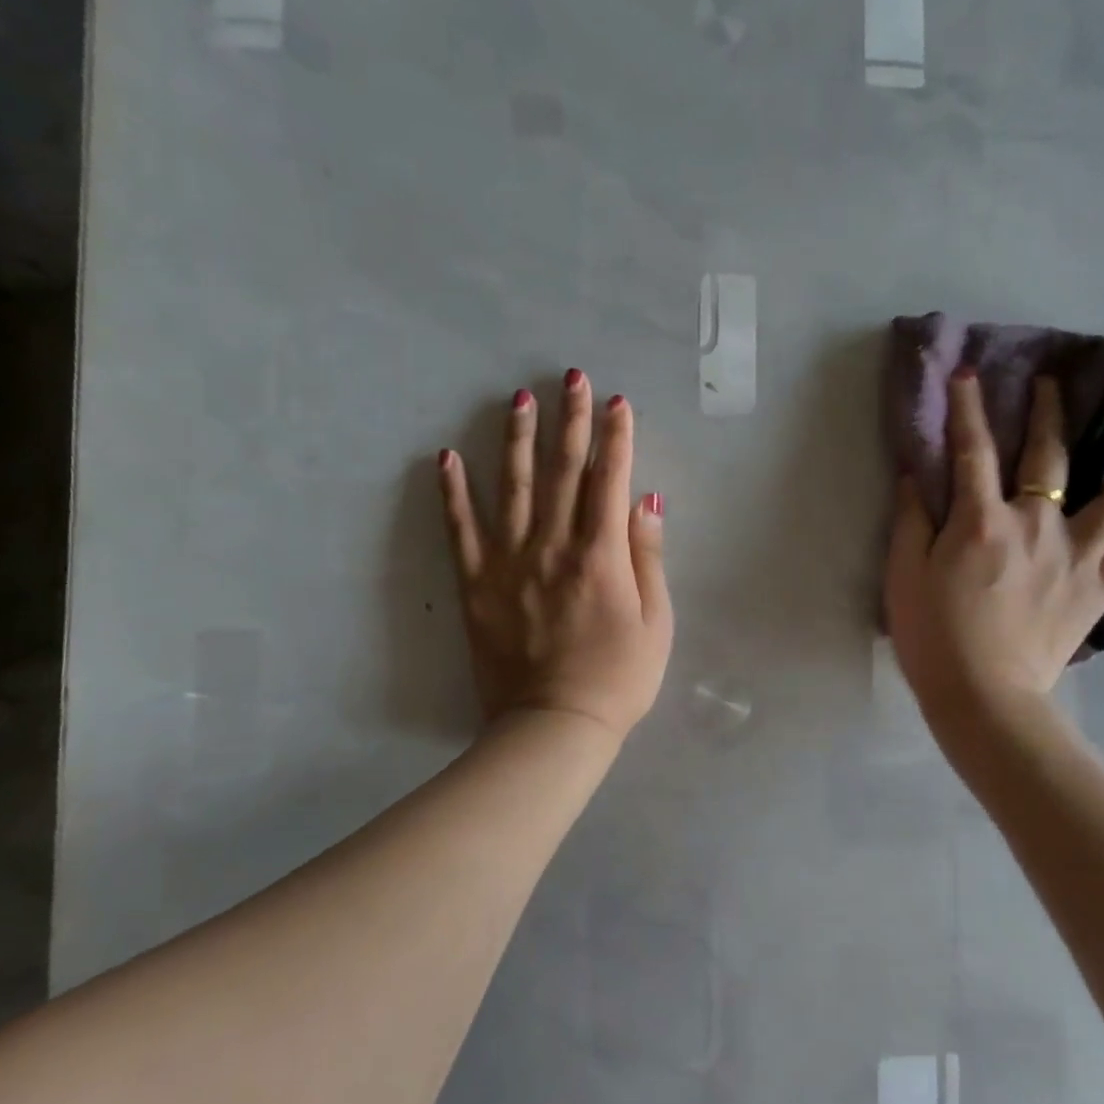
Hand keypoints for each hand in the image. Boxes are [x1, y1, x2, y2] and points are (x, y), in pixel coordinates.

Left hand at [438, 370, 673, 742]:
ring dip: (518, 439)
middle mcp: (553, 546)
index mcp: (601, 555)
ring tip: (518, 398)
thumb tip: (646, 501)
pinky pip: (461, 531)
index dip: (617, 437)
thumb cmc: (619, 678)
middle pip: (564, 471)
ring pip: (515, 488)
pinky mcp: (476, 585)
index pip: (610, 480)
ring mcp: (509, 563)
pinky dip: (453, 493)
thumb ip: (647, 558)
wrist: (555, 725)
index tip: (617, 402)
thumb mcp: (656, 622)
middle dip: (570, 420)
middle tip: (570, 378)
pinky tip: (447, 457)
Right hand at [884, 369, 1103, 732]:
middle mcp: (1037, 525)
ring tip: (1094, 496)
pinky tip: (1103, 555)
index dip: (968, 408)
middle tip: (1049, 388)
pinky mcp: (1099, 593)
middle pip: (1052, 454)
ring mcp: (1077, 557)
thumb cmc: (933, 636)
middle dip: (1048, 411)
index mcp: (982, 520)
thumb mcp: (904, 576)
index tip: (969, 374)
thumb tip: (918, 477)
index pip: (973, 449)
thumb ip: (911, 521)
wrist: (984, 698)